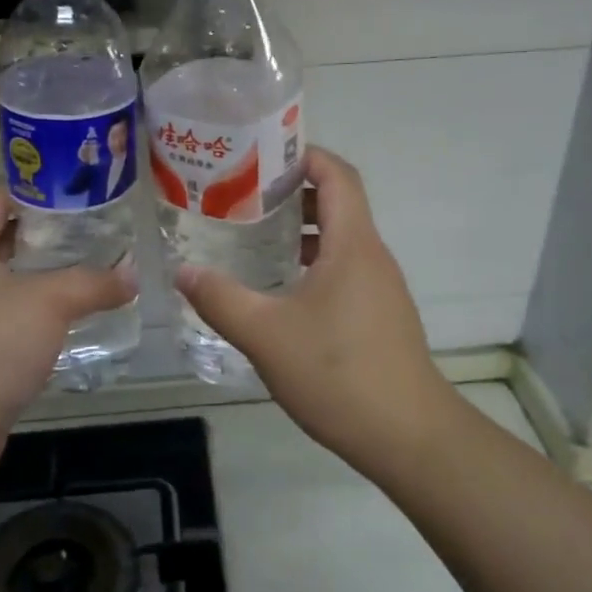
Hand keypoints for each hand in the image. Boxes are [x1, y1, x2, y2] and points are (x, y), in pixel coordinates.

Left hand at [0, 186, 136, 484]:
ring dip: (43, 275)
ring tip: (91, 270)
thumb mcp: (49, 303)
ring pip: (5, 279)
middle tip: (95, 232)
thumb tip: (133, 275)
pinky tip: (69, 319)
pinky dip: (34, 311)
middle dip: (48, 233)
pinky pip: (4, 315)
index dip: (34, 190)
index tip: (78, 194)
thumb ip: (94, 282)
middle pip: (1, 236)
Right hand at [176, 146, 456, 476]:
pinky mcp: (380, 317)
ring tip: (254, 238)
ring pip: (341, 240)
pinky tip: (281, 291)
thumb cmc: (338, 374)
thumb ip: (220, 299)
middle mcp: (372, 257)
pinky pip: (345, 271)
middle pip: (338, 204)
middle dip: (293, 193)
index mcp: (353, 245)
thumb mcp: (266, 335)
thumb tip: (182, 270)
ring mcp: (381, 288)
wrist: (409, 437)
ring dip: (302, 232)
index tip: (261, 154)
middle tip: (243, 197)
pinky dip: (314, 264)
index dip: (305, 155)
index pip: (338, 175)